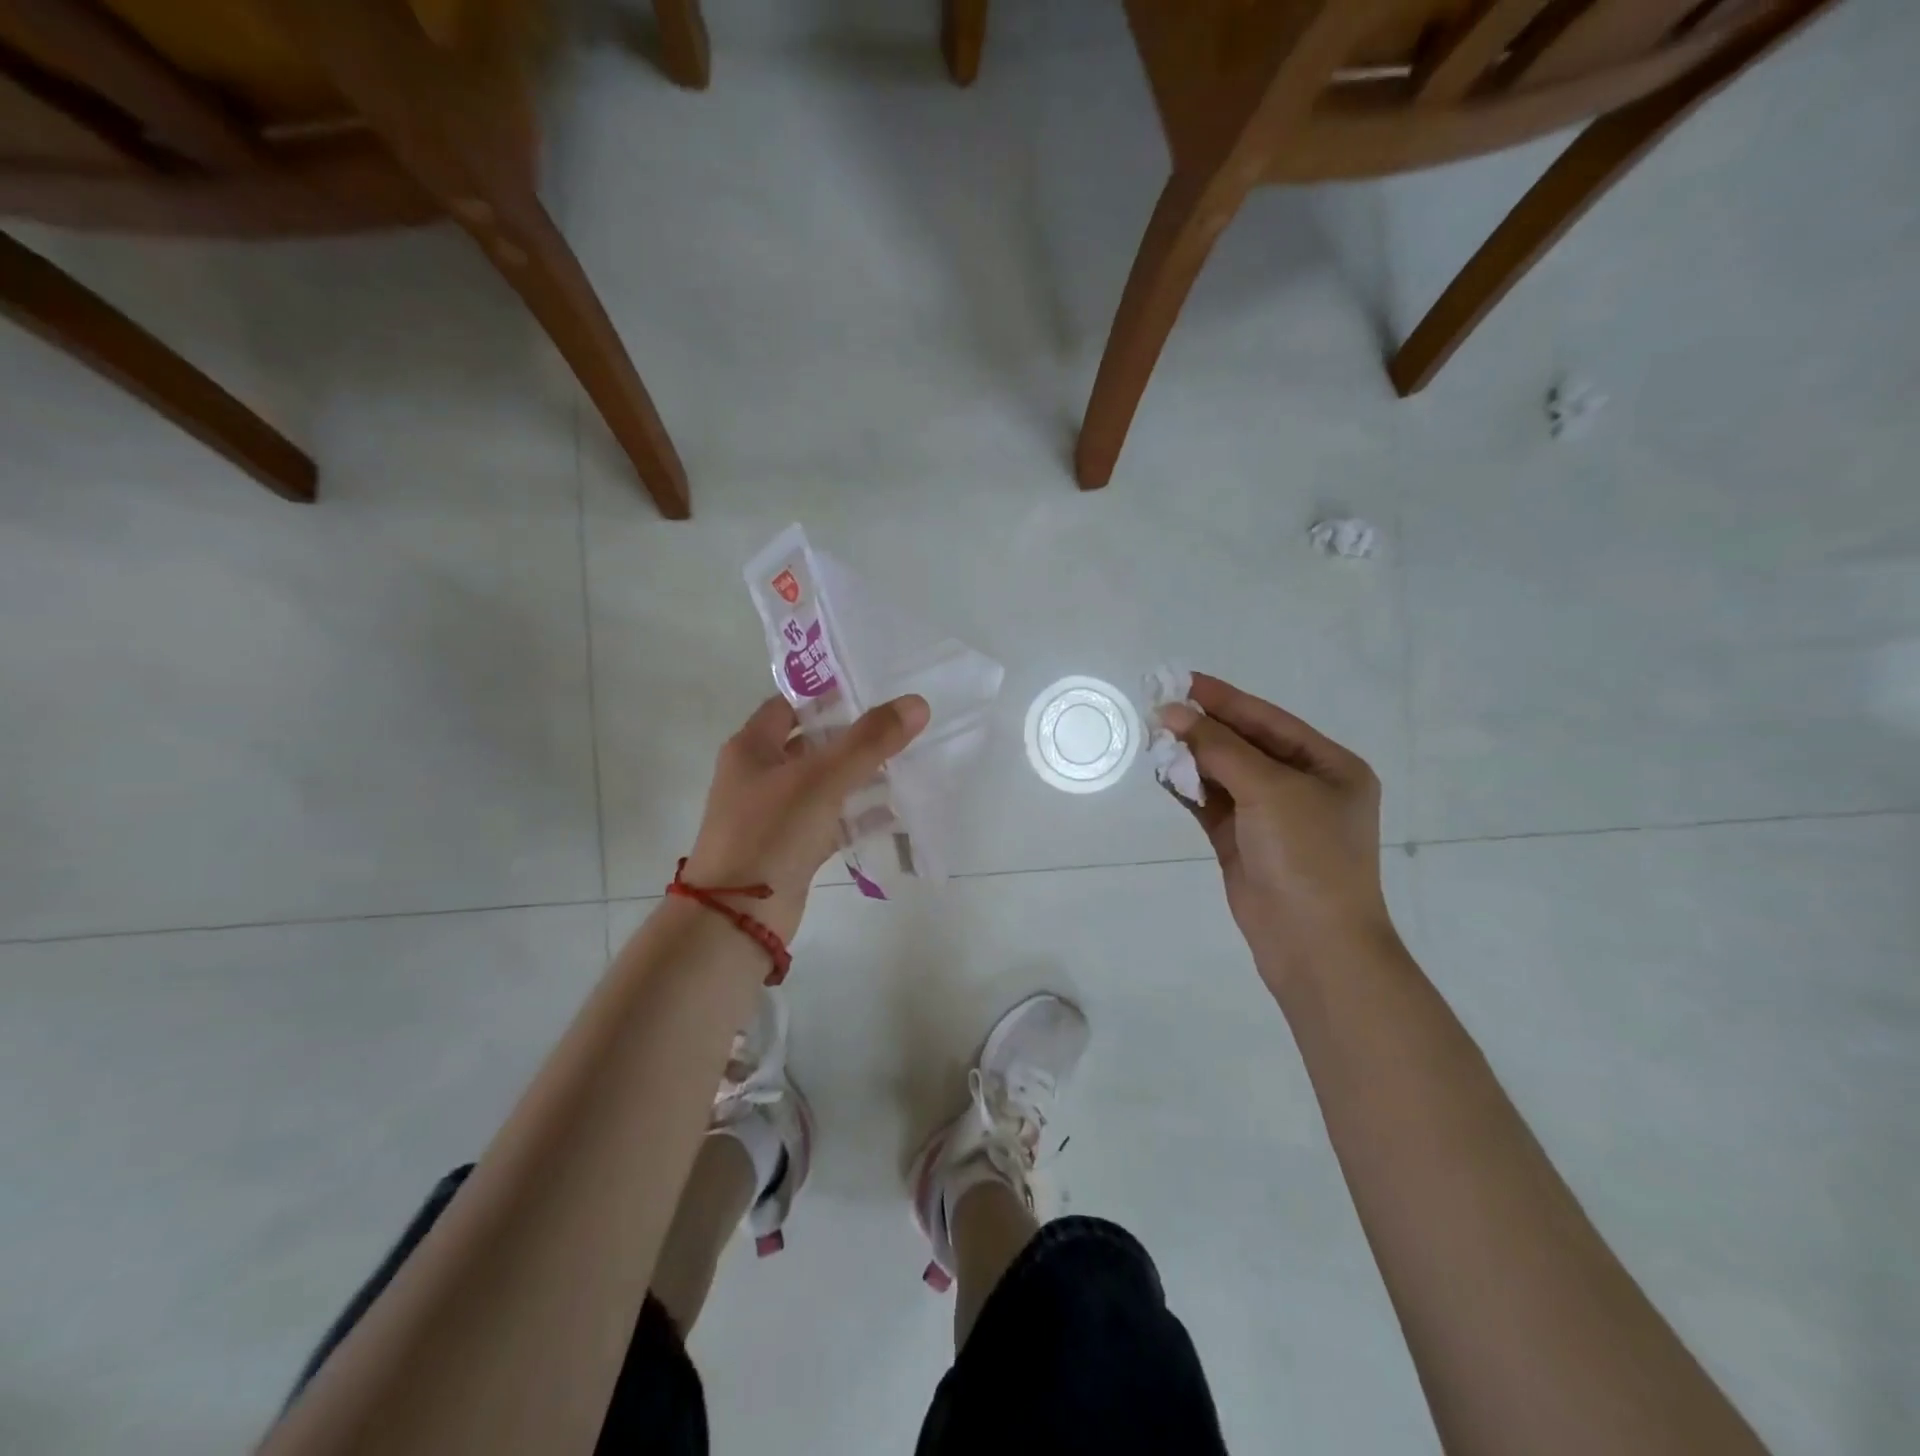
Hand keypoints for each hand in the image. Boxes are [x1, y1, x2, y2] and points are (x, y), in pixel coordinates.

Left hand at [683, 694, 929, 941]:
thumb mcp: (822, 779)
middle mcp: (759, 776)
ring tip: (906, 763)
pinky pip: (831, 821)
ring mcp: (775, 814)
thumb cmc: (771, 832)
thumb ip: (870, 741)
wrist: (736, 917)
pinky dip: (858, 815)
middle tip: (899, 726)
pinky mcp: (792, 848)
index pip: (789, 705)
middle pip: (811, 744)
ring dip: (860, 776)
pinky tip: (895, 811)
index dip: (826, 694)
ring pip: (824, 784)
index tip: (870, 688)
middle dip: (853, 737)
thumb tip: (917, 703)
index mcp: (752, 748)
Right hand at [1162, 674, 1398, 989]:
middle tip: (1157, 708)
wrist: (1314, 944)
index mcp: (1329, 766)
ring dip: (1191, 757)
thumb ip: (1219, 748)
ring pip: (1223, 774)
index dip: (1224, 699)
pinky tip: (1161, 771)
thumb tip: (1172, 713)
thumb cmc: (1308, 856)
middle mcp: (1302, 786)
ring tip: (1152, 736)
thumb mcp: (1270, 790)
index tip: (1181, 681)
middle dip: (1203, 728)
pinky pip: (1210, 804)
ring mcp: (1270, 816)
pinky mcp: (1242, 842)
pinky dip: (1187, 788)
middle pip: (1244, 745)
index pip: (1268, 720)